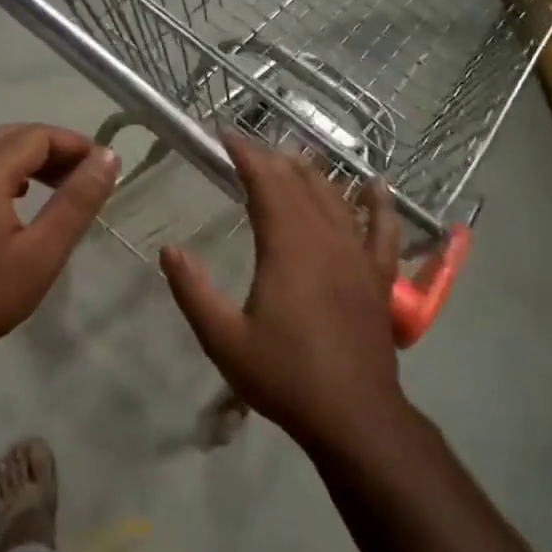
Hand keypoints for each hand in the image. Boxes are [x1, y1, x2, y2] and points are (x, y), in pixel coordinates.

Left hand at [0, 124, 118, 370]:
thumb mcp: (42, 252)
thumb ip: (76, 202)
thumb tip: (108, 157)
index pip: (37, 136)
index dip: (75, 144)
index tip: (103, 166)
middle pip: (11, 136)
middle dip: (52, 147)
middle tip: (83, 175)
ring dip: (26, 158)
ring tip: (56, 185)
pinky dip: (2, 172)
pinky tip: (15, 200)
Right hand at [159, 135, 410, 451]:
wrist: (353, 415)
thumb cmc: (284, 377)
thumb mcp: (223, 339)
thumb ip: (193, 291)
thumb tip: (169, 249)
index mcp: (287, 250)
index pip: (267, 185)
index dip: (247, 156)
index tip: (226, 136)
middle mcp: (326, 242)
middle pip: (301, 185)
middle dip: (273, 159)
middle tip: (250, 145)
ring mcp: (358, 258)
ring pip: (337, 200)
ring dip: (315, 173)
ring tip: (295, 154)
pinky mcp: (378, 279)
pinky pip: (382, 231)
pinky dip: (379, 205)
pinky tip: (376, 185)